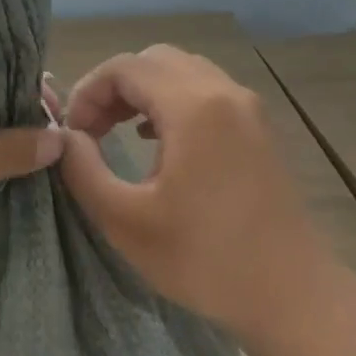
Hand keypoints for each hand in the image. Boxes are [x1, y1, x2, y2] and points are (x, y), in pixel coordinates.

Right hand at [57, 45, 336, 336]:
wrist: (290, 295)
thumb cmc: (203, 260)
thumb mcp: (123, 220)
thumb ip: (83, 169)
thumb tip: (65, 137)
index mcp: (194, 108)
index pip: (124, 67)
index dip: (86, 92)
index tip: (71, 135)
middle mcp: (225, 93)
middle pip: (154, 60)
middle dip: (112, 87)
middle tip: (90, 131)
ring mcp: (249, 110)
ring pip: (181, 72)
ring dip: (141, 93)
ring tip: (115, 133)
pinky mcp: (258, 130)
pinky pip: (205, 92)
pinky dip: (170, 103)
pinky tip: (154, 141)